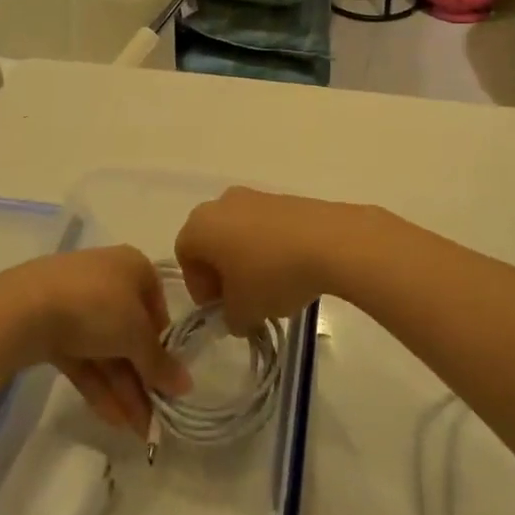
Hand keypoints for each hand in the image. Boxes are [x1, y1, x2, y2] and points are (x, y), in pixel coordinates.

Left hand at [2, 246, 190, 438]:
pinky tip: (112, 419)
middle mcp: (107, 278)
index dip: (165, 346)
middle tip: (155, 419)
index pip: (157, 308)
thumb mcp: (136, 335)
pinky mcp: (51, 325)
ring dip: (124, 389)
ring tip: (137, 432)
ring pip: (106, 349)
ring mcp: (76, 302)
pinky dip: (98, 384)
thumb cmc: (96, 306)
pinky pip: (83, 356)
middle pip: (131, 333)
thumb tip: (186, 385)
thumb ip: (160, 363)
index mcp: (133, 267)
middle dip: (143, 378)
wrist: (24, 307)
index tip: (169, 381)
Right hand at [174, 187, 377, 326]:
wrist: (329, 241)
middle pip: (211, 241)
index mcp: (201, 225)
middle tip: (241, 301)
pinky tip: (290, 271)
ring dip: (247, 261)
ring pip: (239, 233)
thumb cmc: (271, 274)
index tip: (220, 309)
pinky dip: (269, 248)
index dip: (199, 287)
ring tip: (270, 289)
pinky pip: (265, 227)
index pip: (185, 256)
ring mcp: (255, 196)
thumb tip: (236, 314)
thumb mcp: (243, 311)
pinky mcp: (284, 198)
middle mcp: (222, 203)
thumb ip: (230, 317)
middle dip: (222, 273)